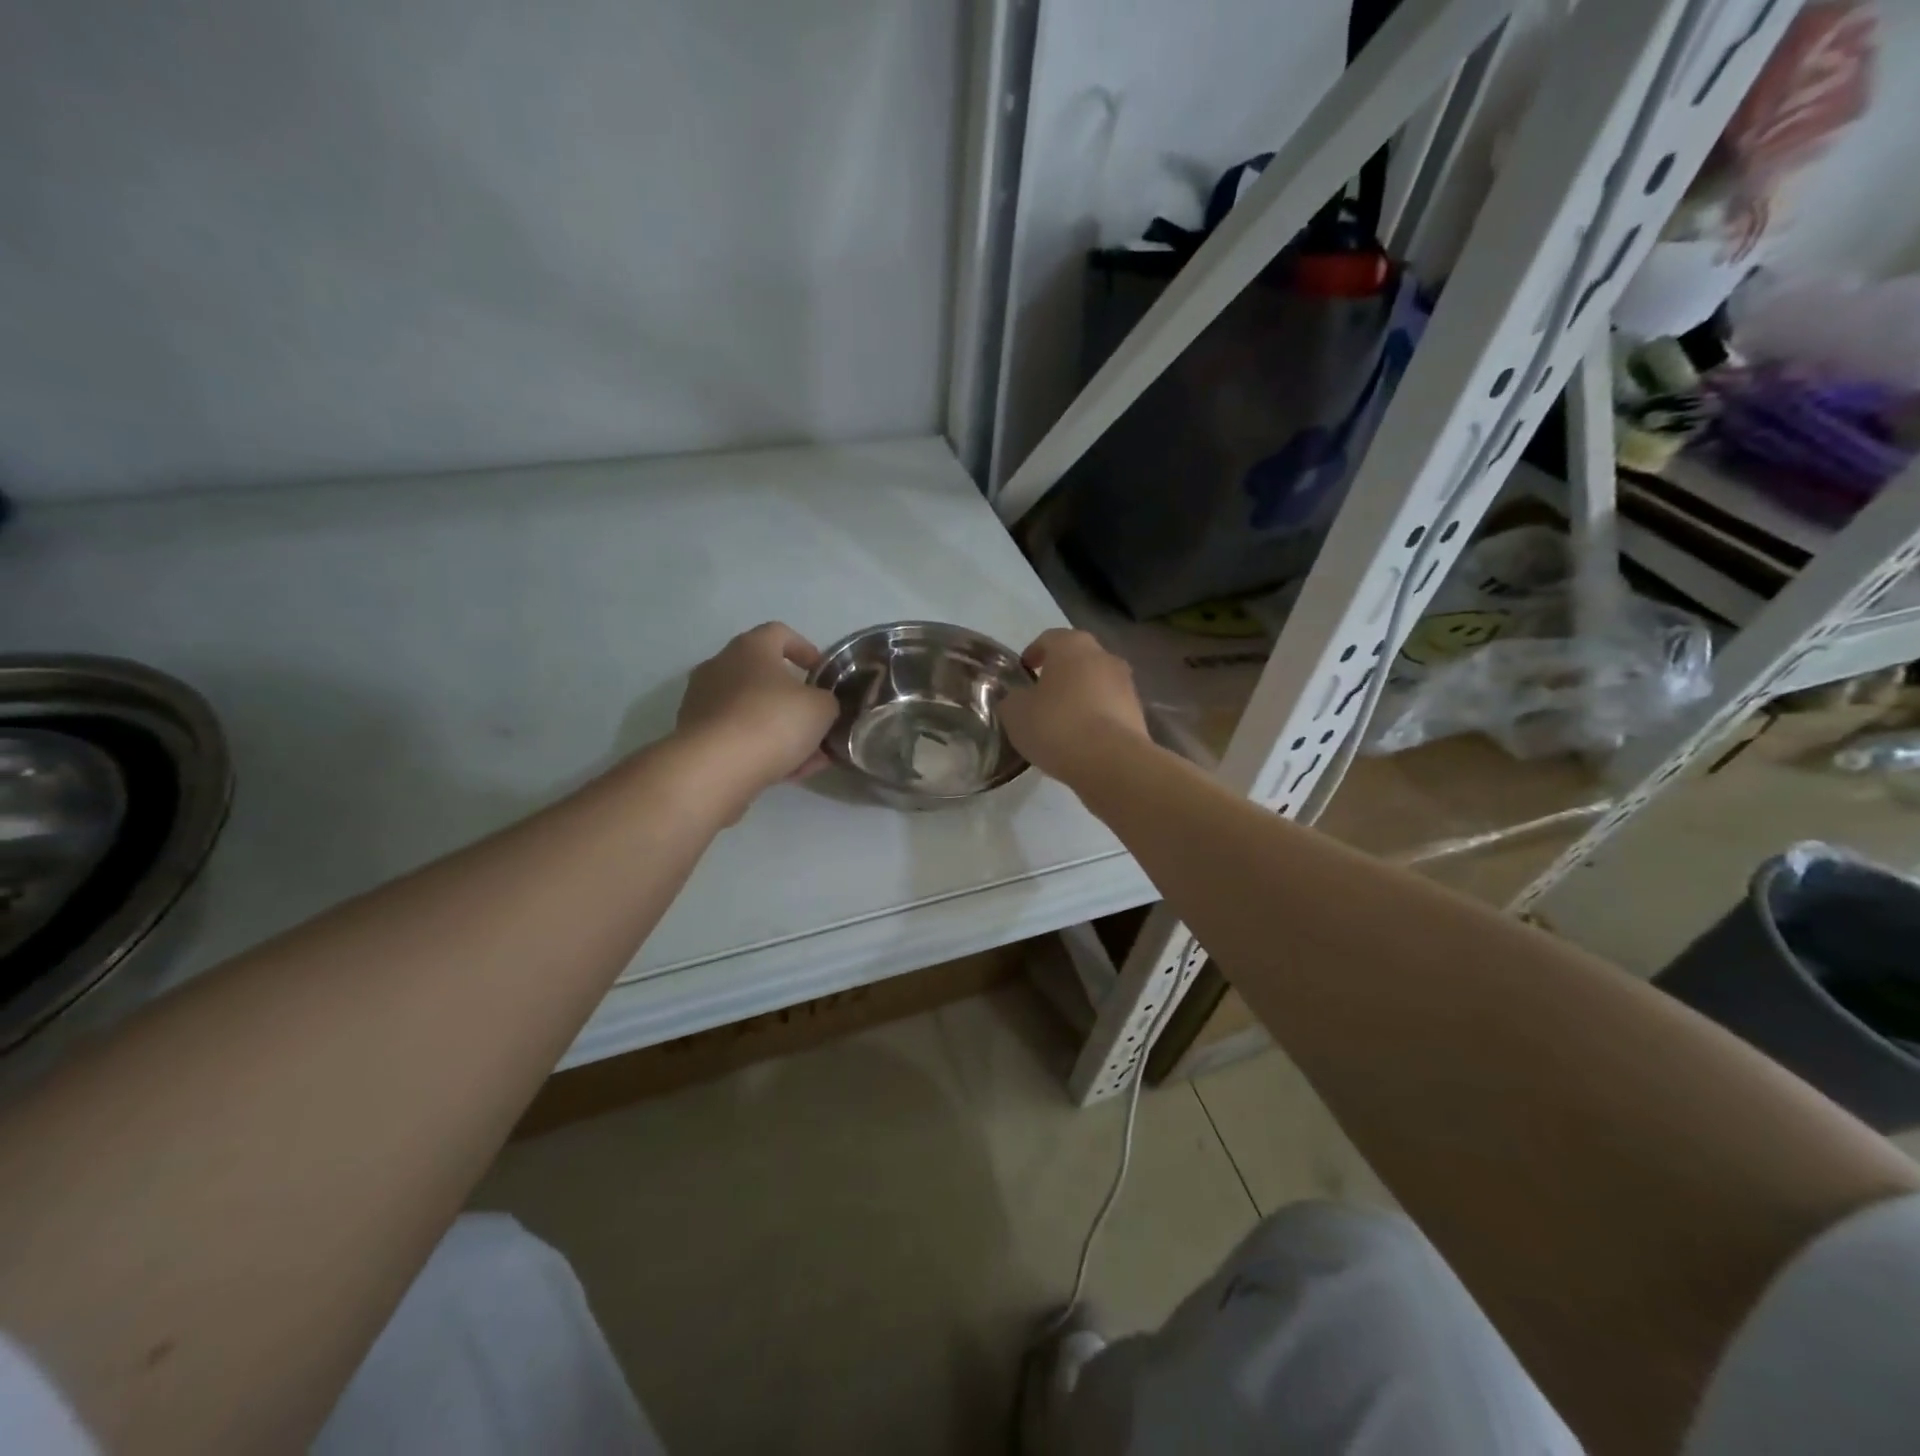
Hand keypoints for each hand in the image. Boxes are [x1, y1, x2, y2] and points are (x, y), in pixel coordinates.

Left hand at [675, 623, 839, 798]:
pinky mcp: (696, 736)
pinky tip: (788, 772)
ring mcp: (703, 701)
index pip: (780, 633)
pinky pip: (738, 736)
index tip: (821, 673)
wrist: (714, 768)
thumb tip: (820, 705)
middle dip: (794, 699)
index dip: (805, 649)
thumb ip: (826, 701)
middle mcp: (720, 666)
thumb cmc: (772, 722)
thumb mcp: (821, 708)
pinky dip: (762, 748)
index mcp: (751, 648)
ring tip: (810, 756)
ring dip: (781, 729)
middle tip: (818, 721)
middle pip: (764, 676)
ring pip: (753, 711)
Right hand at [999, 628, 1149, 780]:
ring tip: (1061, 723)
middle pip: (1077, 659)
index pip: (1049, 638)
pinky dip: (1095, 718)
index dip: (1033, 653)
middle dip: (1059, 674)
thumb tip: (1018, 699)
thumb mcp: (1015, 713)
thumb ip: (1013, 699)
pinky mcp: (1138, 714)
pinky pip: (1110, 709)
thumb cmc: (1056, 725)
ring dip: (1080, 697)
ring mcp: (1127, 685)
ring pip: (1096, 684)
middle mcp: (1104, 656)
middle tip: (1041, 697)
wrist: (1111, 762)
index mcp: (1072, 645)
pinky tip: (1081, 741)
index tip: (1023, 672)